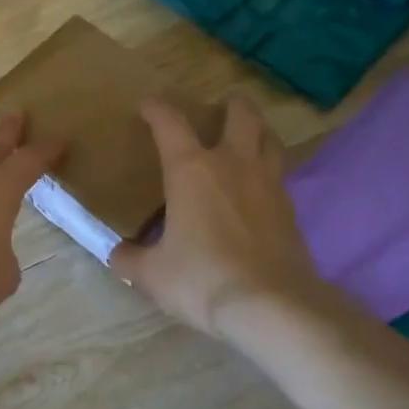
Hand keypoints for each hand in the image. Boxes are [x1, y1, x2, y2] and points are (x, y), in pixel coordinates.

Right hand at [110, 95, 323, 338]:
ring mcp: (268, 184)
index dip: (157, 108)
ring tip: (247, 135)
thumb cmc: (201, 279)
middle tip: (221, 104)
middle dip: (230, 104)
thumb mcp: (152, 274)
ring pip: (269, 139)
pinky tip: (258, 187)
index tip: (147, 105)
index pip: (170, 123)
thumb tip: (118, 253)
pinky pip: (278, 174)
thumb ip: (130, 259)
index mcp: (191, 170)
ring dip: (257, 129)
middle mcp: (233, 165)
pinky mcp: (290, 209)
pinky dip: (267, 170)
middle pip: (240, 114)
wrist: (270, 305)